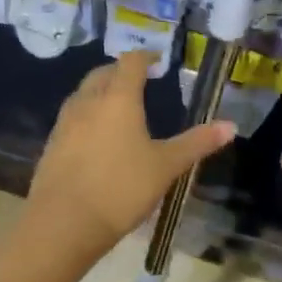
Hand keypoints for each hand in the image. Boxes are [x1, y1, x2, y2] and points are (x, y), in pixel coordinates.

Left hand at [26, 51, 235, 267]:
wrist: (62, 224)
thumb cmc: (121, 188)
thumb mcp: (166, 166)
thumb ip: (197, 143)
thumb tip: (231, 125)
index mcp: (118, 98)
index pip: (130, 63)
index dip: (145, 56)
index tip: (157, 60)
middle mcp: (88, 102)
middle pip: (102, 74)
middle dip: (120, 72)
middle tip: (138, 81)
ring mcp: (64, 124)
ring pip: (83, 95)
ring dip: (100, 92)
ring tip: (117, 107)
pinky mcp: (51, 146)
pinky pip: (71, 119)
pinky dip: (87, 116)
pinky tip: (96, 138)